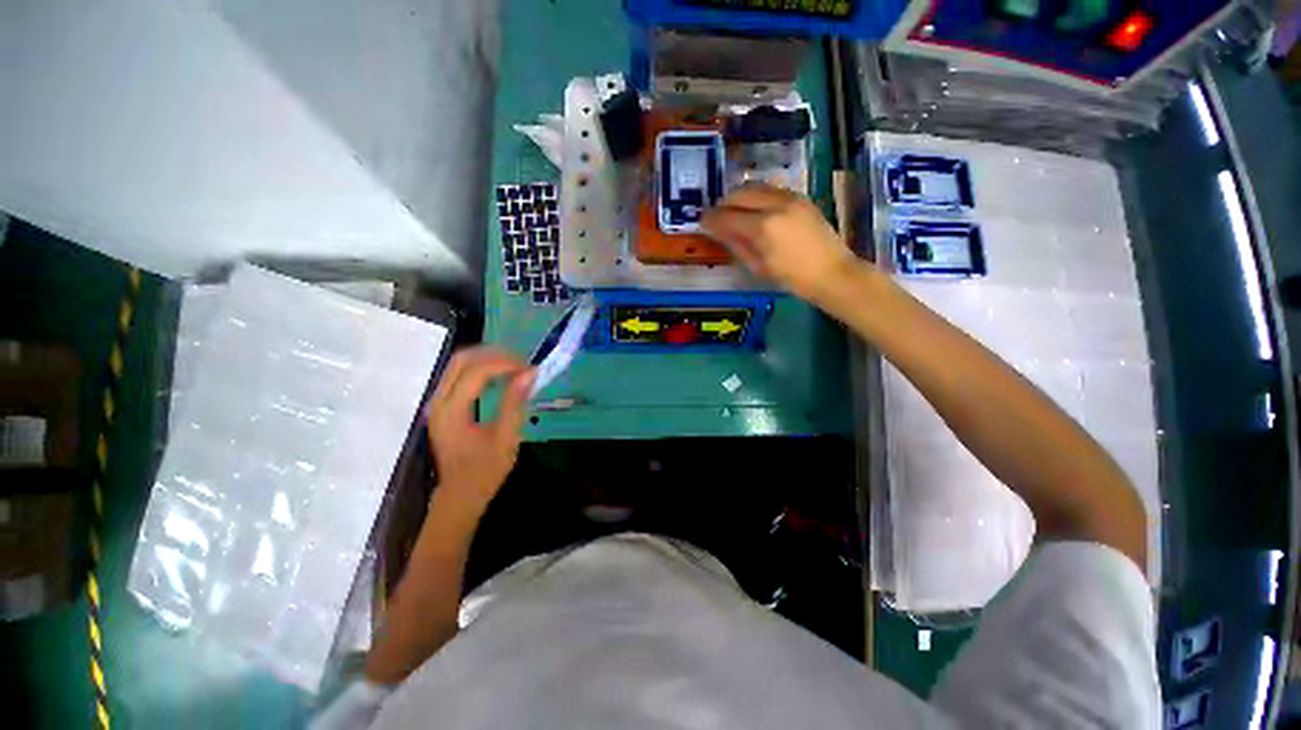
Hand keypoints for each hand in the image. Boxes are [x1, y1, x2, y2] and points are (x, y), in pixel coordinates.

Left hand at [426, 347, 534, 517]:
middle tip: (522, 362)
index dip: (505, 364)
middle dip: (495, 355)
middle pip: (461, 360)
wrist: (459, 494)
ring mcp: (437, 402)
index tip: (529, 368)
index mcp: (451, 412)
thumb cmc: (485, 471)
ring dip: (488, 358)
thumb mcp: (506, 439)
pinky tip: (501, 375)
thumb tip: (529, 373)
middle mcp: (438, 402)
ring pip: (459, 363)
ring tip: (515, 366)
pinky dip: (482, 368)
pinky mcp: (443, 404)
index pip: (476, 372)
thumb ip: (515, 403)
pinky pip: (459, 374)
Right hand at [702, 184, 856, 302]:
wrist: (832, 272)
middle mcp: (774, 205)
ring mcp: (790, 197)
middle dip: (723, 204)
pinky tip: (754, 209)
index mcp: (762, 228)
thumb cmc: (792, 279)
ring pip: (754, 186)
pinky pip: (770, 188)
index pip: (726, 216)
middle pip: (738, 194)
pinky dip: (756, 195)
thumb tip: (719, 231)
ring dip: (739, 196)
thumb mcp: (758, 267)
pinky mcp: (800, 196)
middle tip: (716, 216)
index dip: (710, 219)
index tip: (702, 222)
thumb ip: (737, 245)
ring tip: (733, 211)